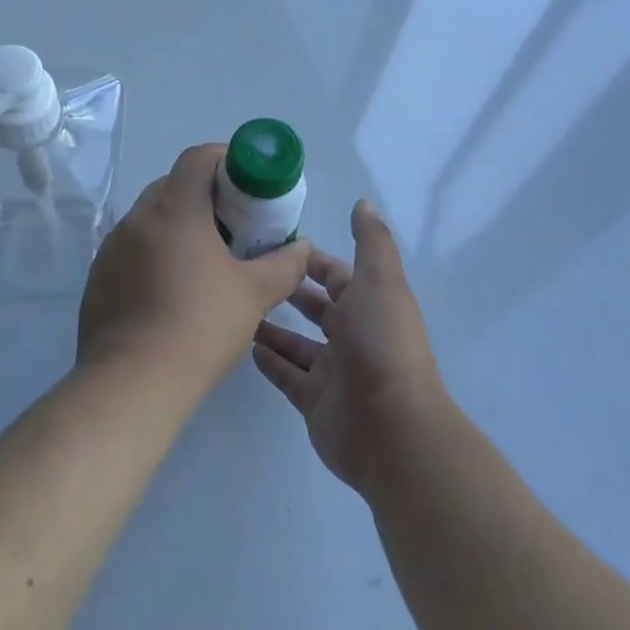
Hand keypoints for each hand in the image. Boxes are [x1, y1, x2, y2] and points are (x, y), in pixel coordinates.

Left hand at [79, 144, 313, 390]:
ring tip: (205, 260)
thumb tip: (303, 248)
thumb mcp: (255, 294)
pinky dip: (155, 253)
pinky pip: (132, 249)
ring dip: (178, 225)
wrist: (132, 384)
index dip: (225, 159)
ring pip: (150, 218)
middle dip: (205, 196)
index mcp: (174, 209)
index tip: (247, 183)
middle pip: (173, 185)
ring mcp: (112, 248)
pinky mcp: (98, 277)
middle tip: (233, 225)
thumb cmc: (200, 326)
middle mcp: (137, 218)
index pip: (197, 158)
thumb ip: (285, 264)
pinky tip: (172, 290)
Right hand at [252, 199, 445, 493]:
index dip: (310, 260)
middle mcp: (352, 335)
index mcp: (368, 304)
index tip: (274, 243)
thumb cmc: (381, 342)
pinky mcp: (314, 402)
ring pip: (297, 343)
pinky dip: (270, 362)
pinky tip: (244, 345)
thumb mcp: (379, 280)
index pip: (335, 275)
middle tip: (247, 273)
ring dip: (273, 327)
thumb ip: (370, 241)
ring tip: (239, 308)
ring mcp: (332, 372)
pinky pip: (287, 376)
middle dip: (289, 291)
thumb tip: (363, 203)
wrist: (390, 427)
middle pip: (316, 308)